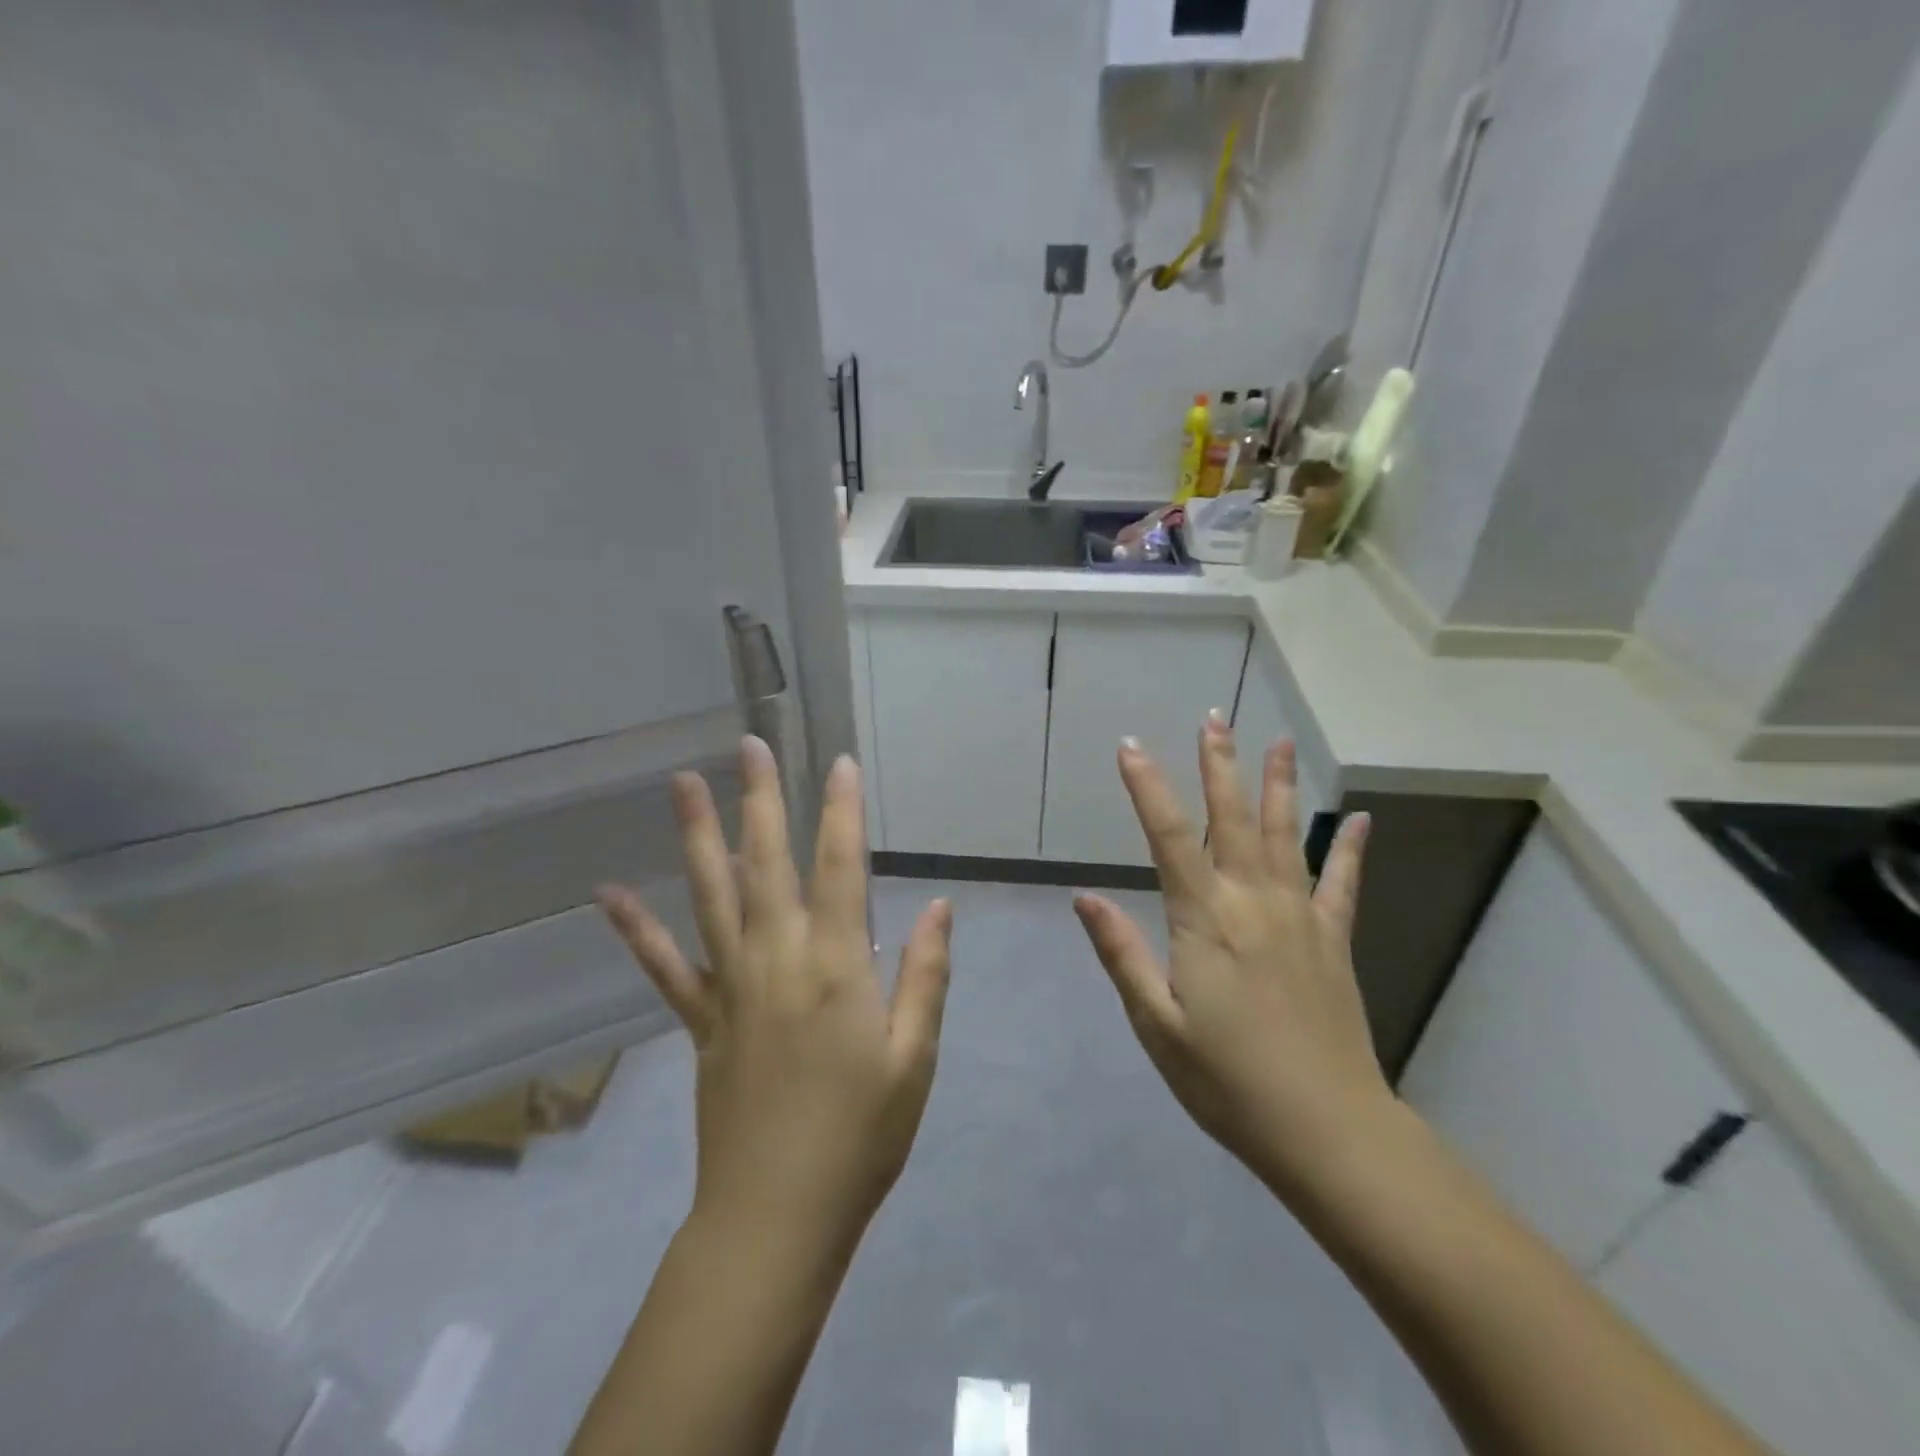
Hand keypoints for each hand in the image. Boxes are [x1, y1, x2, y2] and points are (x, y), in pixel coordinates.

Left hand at [597, 737, 952, 1250]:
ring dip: (697, 836)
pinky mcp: (701, 1020)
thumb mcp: (914, 1058)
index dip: (843, 812)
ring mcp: (731, 987)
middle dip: (761, 799)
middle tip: (749, 745)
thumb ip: (926, 975)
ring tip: (682, 783)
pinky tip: (606, 895)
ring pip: (711, 896)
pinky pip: (664, 967)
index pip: (842, 868)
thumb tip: (937, 906)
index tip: (839, 764)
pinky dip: (636, 930)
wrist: (777, 1216)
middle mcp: (778, 960)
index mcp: (837, 967)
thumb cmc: (861, 1136)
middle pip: (767, 863)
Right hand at [1072, 715, 1394, 1200]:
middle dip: (1218, 765)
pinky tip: (1361, 818)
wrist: (1326, 1130)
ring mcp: (1300, 917)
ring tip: (1277, 742)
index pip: (1168, 835)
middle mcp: (1253, 901)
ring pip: (1288, 835)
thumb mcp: (1156, 1023)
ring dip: (1278, 785)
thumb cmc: (1226, 1080)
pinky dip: (1353, 849)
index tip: (1131, 746)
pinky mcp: (1334, 940)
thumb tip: (1085, 897)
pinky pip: (1344, 883)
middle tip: (1215, 718)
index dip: (1146, 786)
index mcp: (1204, 919)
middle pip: (1232, 818)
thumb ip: (1122, 953)